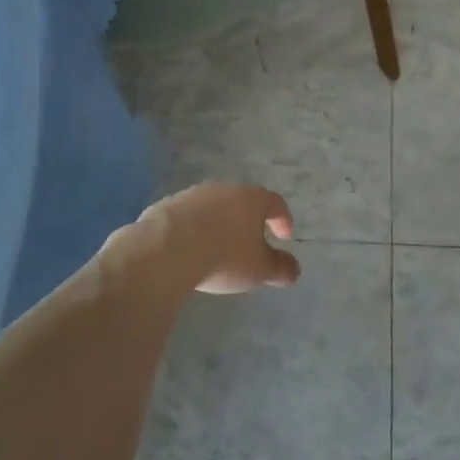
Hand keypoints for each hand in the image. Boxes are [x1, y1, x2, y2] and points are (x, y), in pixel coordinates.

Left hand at [126, 182, 301, 294]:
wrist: (165, 249)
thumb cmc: (223, 257)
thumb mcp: (259, 270)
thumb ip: (280, 268)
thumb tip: (294, 269)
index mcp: (252, 198)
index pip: (275, 203)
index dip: (283, 219)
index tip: (285, 236)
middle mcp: (224, 189)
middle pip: (244, 201)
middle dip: (250, 221)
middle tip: (253, 242)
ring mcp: (194, 194)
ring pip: (215, 207)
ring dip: (221, 224)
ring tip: (220, 247)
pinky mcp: (168, 205)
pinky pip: (189, 216)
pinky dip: (195, 229)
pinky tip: (191, 249)